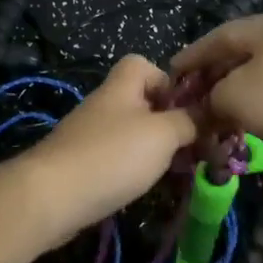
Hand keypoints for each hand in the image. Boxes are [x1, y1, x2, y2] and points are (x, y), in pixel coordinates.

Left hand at [24, 56, 196, 242]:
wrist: (51, 197)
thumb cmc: (113, 155)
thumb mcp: (163, 134)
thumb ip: (190, 121)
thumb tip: (211, 112)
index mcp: (123, 86)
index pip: (145, 65)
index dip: (169, 81)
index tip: (189, 107)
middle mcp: (105, 105)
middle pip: (142, 102)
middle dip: (169, 122)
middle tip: (193, 145)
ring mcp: (91, 136)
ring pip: (132, 133)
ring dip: (155, 149)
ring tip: (177, 169)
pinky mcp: (82, 165)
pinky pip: (117, 158)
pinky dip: (135, 169)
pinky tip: (146, 186)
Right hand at [170, 12, 262, 156]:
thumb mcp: (235, 95)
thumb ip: (212, 95)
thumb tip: (210, 103)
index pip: (219, 35)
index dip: (192, 55)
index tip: (172, 74)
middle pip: (241, 51)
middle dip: (214, 74)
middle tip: (192, 96)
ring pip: (260, 71)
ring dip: (235, 90)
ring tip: (215, 111)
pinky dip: (257, 101)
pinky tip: (247, 120)